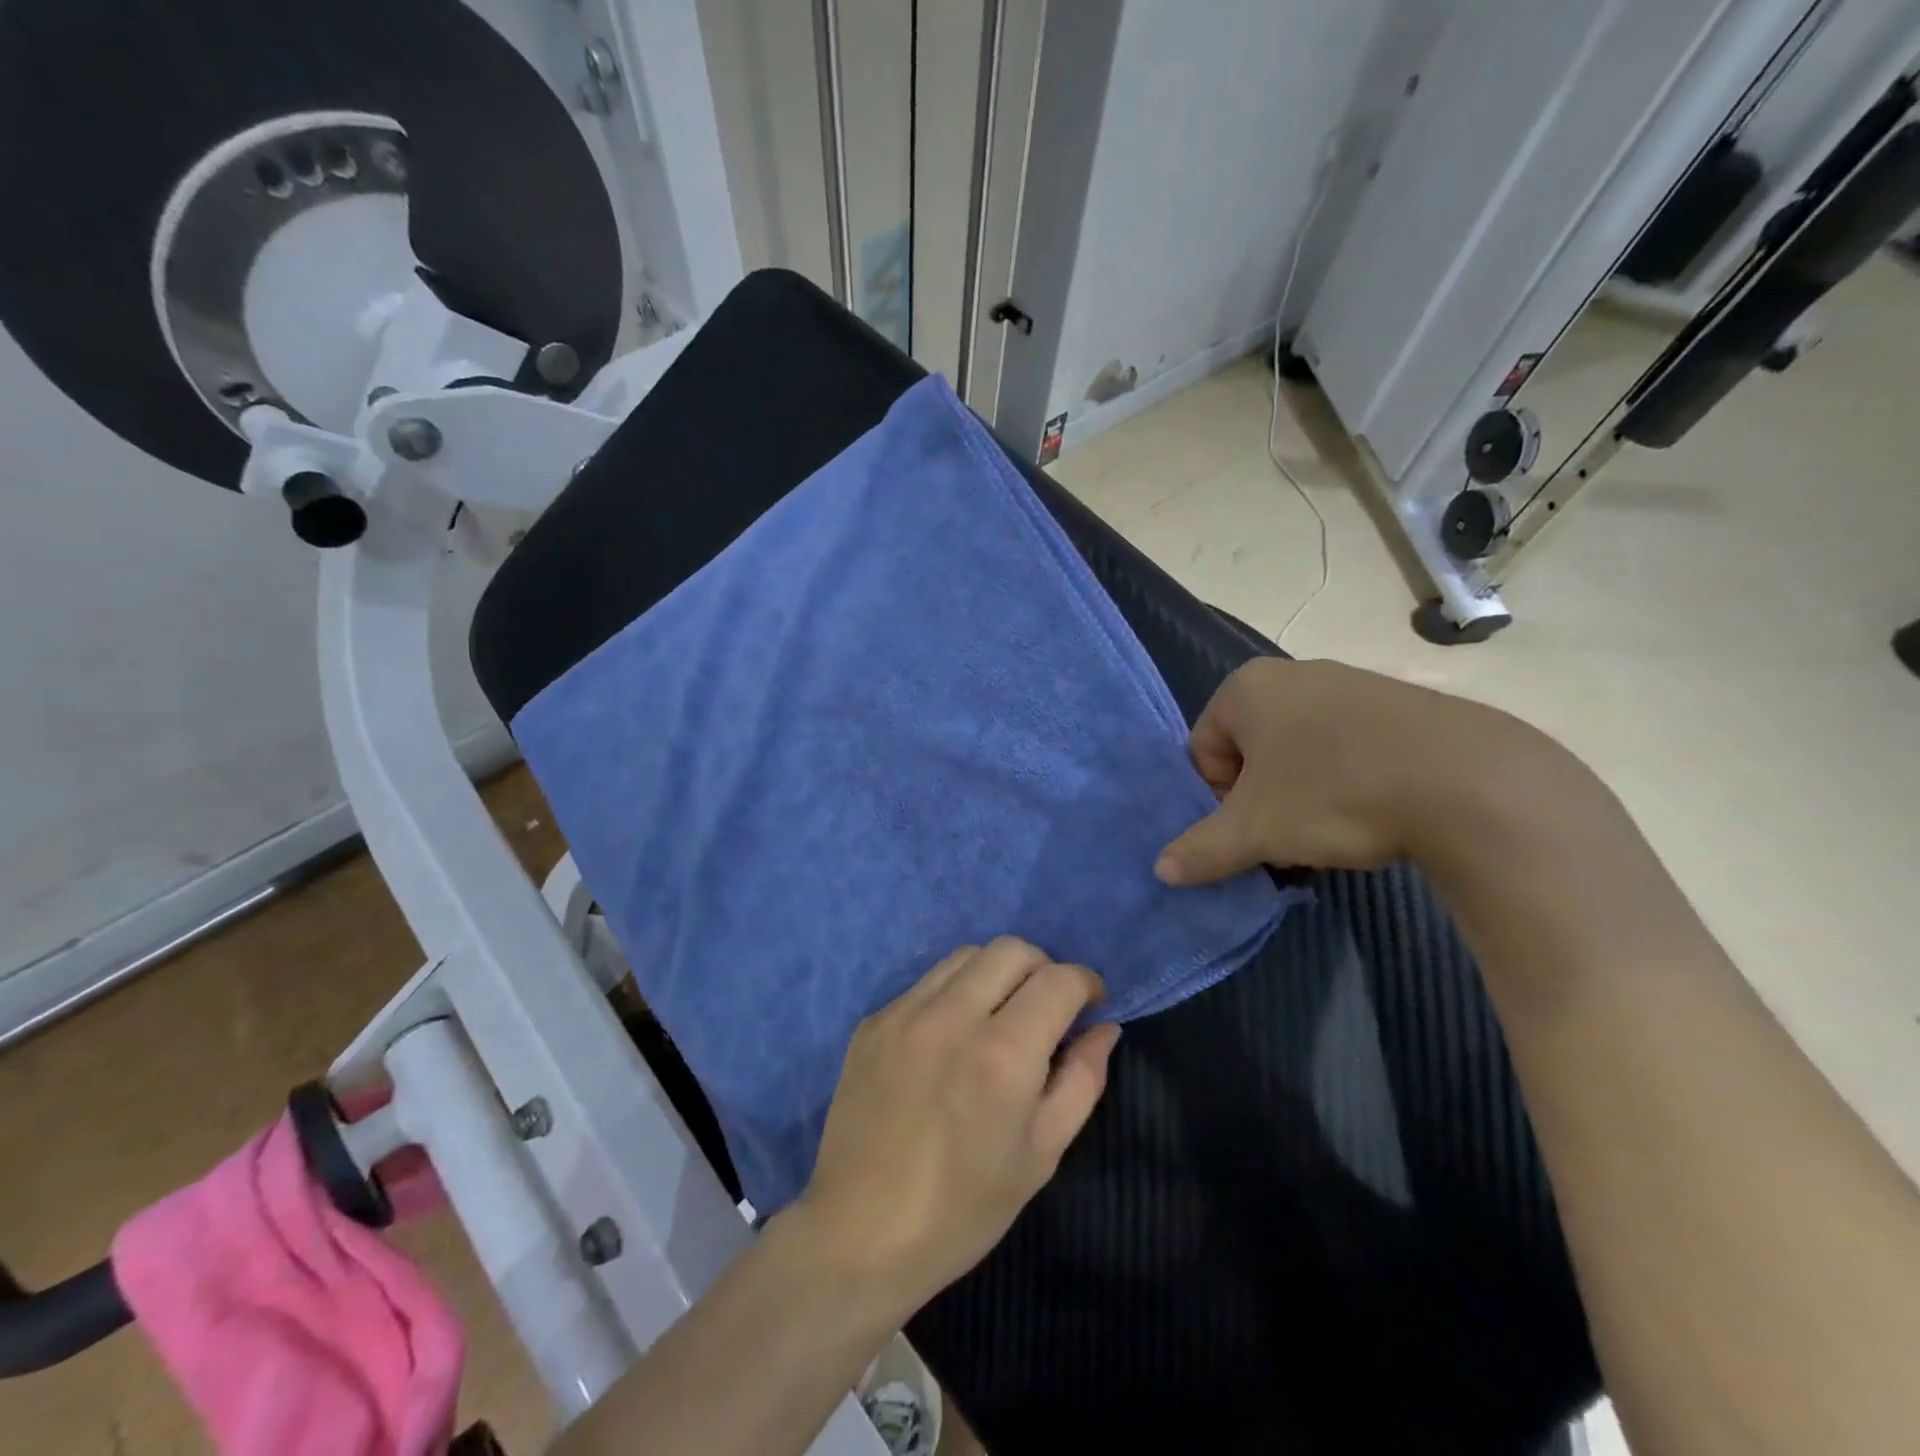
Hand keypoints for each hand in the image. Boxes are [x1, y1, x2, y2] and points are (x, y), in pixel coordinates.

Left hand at [786, 939, 1120, 1320]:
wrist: (859, 1234)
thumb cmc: (963, 1209)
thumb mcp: (1041, 1153)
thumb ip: (1082, 1080)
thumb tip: (1104, 1028)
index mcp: (1003, 1054)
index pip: (1058, 980)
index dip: (1086, 983)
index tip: (1091, 1004)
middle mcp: (953, 1016)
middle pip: (1012, 950)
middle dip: (1043, 969)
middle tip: (1048, 1009)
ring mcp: (905, 1012)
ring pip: (967, 956)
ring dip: (997, 973)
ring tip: (1000, 1017)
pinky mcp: (874, 1021)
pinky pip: (927, 983)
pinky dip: (955, 994)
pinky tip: (952, 1038)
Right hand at [1154, 657, 1565, 883]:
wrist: (1470, 784)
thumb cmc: (1334, 794)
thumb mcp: (1256, 832)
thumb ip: (1201, 849)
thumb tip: (1161, 871)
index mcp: (1246, 688)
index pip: (1203, 750)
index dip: (1218, 799)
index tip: (1252, 829)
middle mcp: (1294, 673)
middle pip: (1251, 753)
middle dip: (1260, 801)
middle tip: (1286, 839)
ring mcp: (1351, 683)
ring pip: (1300, 753)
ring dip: (1300, 798)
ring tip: (1331, 834)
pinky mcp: (1401, 704)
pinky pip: (1349, 747)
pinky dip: (1346, 782)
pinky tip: (1374, 815)